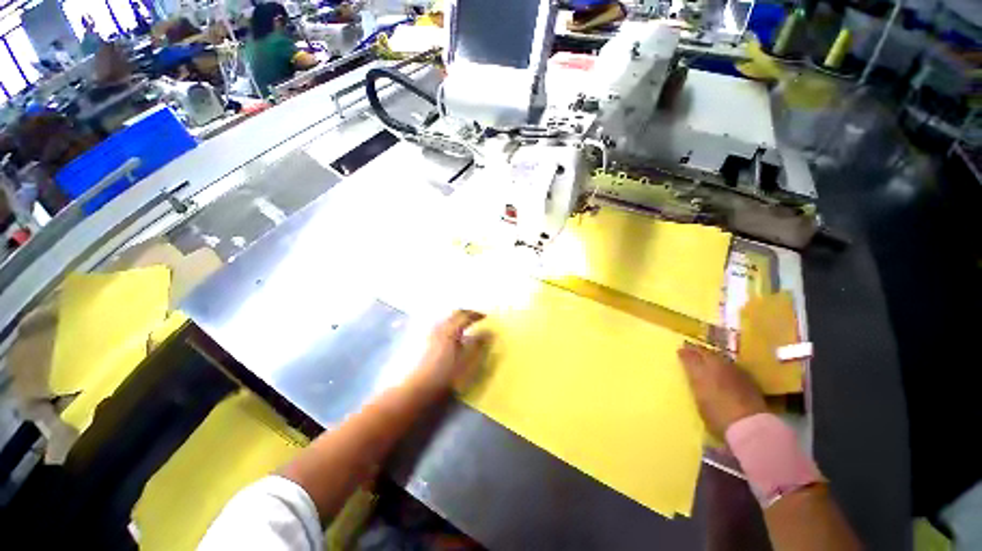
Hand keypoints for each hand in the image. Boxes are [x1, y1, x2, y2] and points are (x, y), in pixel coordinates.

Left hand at [415, 310, 489, 390]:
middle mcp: (438, 328)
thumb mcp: (467, 362)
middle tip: (474, 318)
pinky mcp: (422, 342)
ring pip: (444, 320)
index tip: (485, 317)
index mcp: (450, 330)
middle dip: (464, 314)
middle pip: (452, 314)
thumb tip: (489, 333)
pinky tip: (450, 338)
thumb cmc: (446, 376)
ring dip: (455, 320)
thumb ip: (479, 345)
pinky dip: (447, 327)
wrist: (417, 390)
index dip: (476, 315)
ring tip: (463, 327)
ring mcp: (429, 334)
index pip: (465, 315)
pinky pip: (438, 328)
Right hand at [678, 342, 766, 438]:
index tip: (680, 351)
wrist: (749, 426)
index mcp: (701, 369)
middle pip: (706, 352)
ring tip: (708, 358)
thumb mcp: (699, 399)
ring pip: (720, 357)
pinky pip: (732, 366)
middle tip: (691, 349)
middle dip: (698, 350)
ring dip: (712, 356)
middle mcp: (717, 365)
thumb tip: (692, 373)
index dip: (684, 353)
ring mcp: (735, 371)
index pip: (690, 356)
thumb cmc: (717, 416)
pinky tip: (725, 371)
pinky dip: (725, 366)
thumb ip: (695, 382)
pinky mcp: (749, 379)